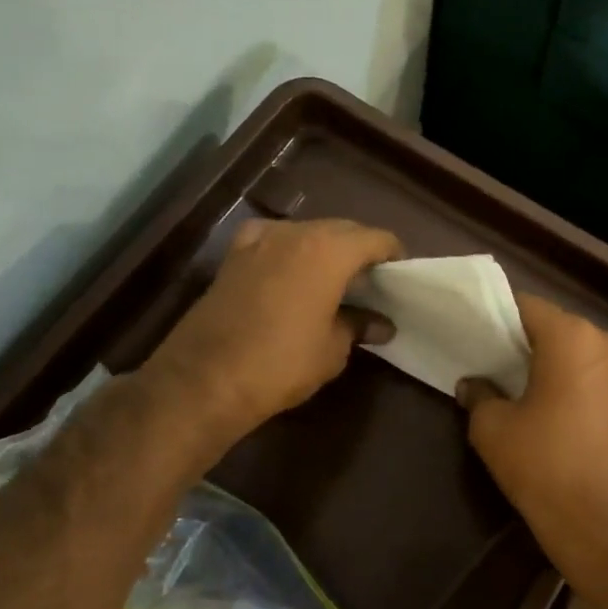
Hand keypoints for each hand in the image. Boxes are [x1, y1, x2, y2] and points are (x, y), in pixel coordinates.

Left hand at [146, 218, 400, 444]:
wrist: (205, 379)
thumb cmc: (282, 363)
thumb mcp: (333, 349)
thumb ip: (359, 326)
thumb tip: (381, 324)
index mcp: (329, 250)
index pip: (376, 238)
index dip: (394, 254)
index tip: (402, 276)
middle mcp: (296, 233)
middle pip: (342, 229)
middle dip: (361, 249)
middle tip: (374, 280)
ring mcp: (260, 240)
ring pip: (307, 232)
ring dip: (326, 249)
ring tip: (337, 279)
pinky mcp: (234, 256)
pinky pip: (273, 241)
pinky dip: (290, 250)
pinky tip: (291, 272)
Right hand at [458, 293, 607, 607]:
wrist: (603, 524)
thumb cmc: (544, 467)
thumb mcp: (493, 429)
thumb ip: (479, 394)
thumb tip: (473, 384)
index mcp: (572, 337)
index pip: (525, 306)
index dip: (496, 317)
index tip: (473, 332)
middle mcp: (606, 342)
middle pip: (553, 326)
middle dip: (522, 339)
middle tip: (489, 360)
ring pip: (576, 349)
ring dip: (548, 360)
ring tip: (518, 384)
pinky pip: (593, 372)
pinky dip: (570, 378)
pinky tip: (549, 404)